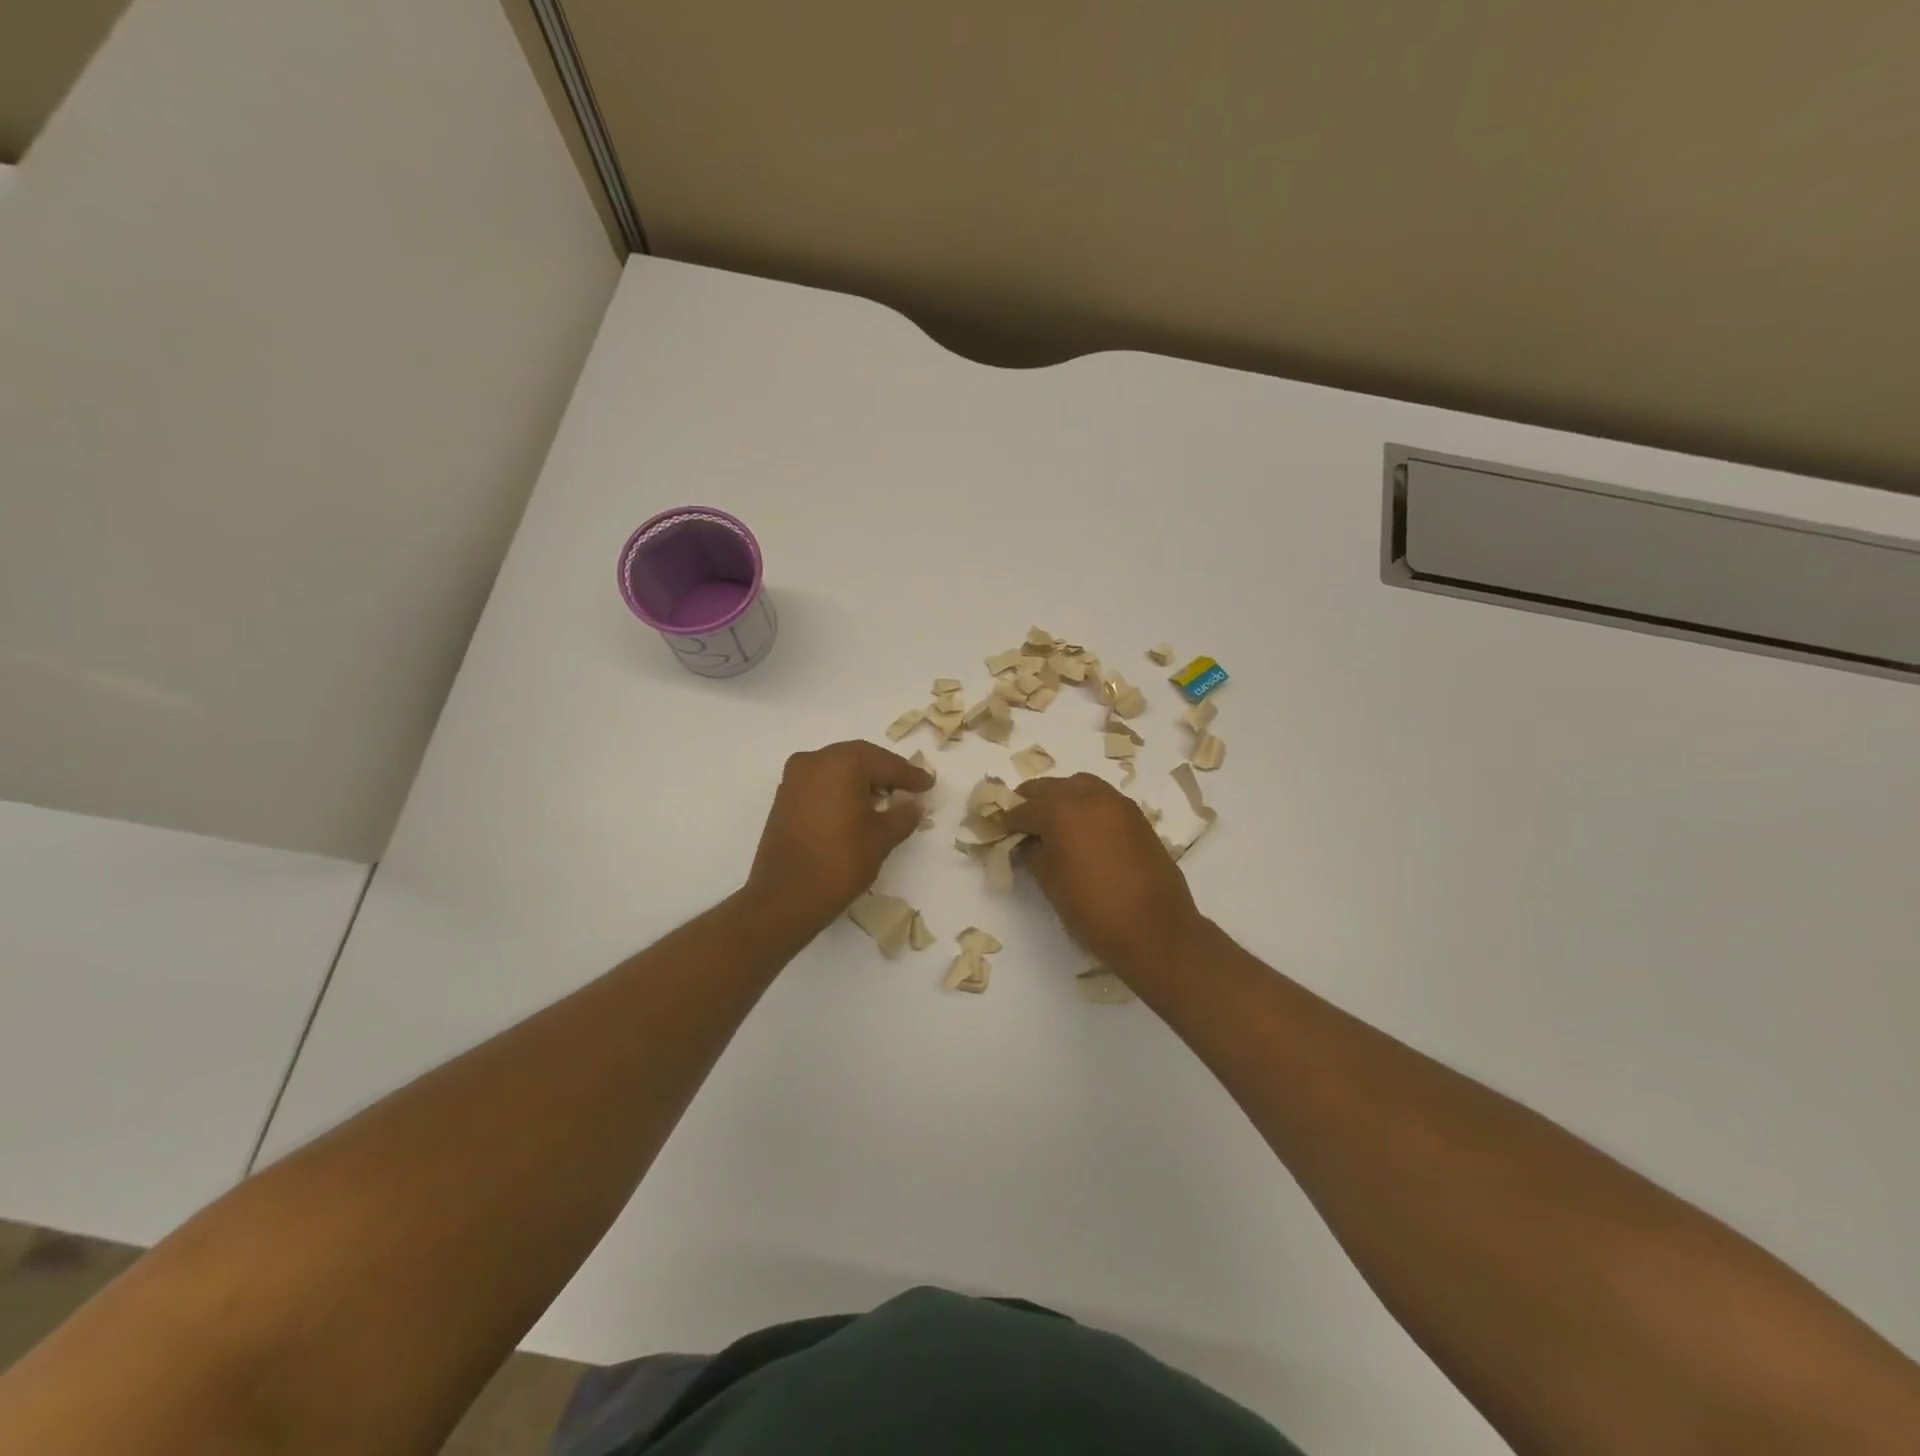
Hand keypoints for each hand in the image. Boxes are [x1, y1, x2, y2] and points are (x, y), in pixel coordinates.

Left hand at [744, 740, 932, 932]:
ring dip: (862, 779)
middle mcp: (814, 760)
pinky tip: (857, 807)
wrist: (786, 897)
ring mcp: (795, 778)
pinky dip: (841, 789)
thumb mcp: (881, 838)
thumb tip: (912, 804)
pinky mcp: (784, 798)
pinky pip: (820, 783)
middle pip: (859, 758)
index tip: (928, 784)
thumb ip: (902, 815)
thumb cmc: (840, 861)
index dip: (910, 774)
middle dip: (885, 771)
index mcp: (841, 763)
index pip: (885, 763)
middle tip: (909, 786)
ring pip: (837, 768)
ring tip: (886, 798)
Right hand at [1002, 774, 1206, 975]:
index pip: (1024, 808)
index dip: (1008, 820)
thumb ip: (1033, 853)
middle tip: (1021, 823)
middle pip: (1050, 787)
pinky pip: (1102, 799)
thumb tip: (1026, 842)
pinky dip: (1086, 805)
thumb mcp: (1050, 883)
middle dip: (1032, 802)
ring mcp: (1117, 803)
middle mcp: (1089, 796)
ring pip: (1079, 786)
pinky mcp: (1137, 816)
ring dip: (1061, 798)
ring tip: (1052, 823)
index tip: (998, 830)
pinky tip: (1081, 829)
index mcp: (1061, 809)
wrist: (1155, 930)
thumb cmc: (1093, 909)